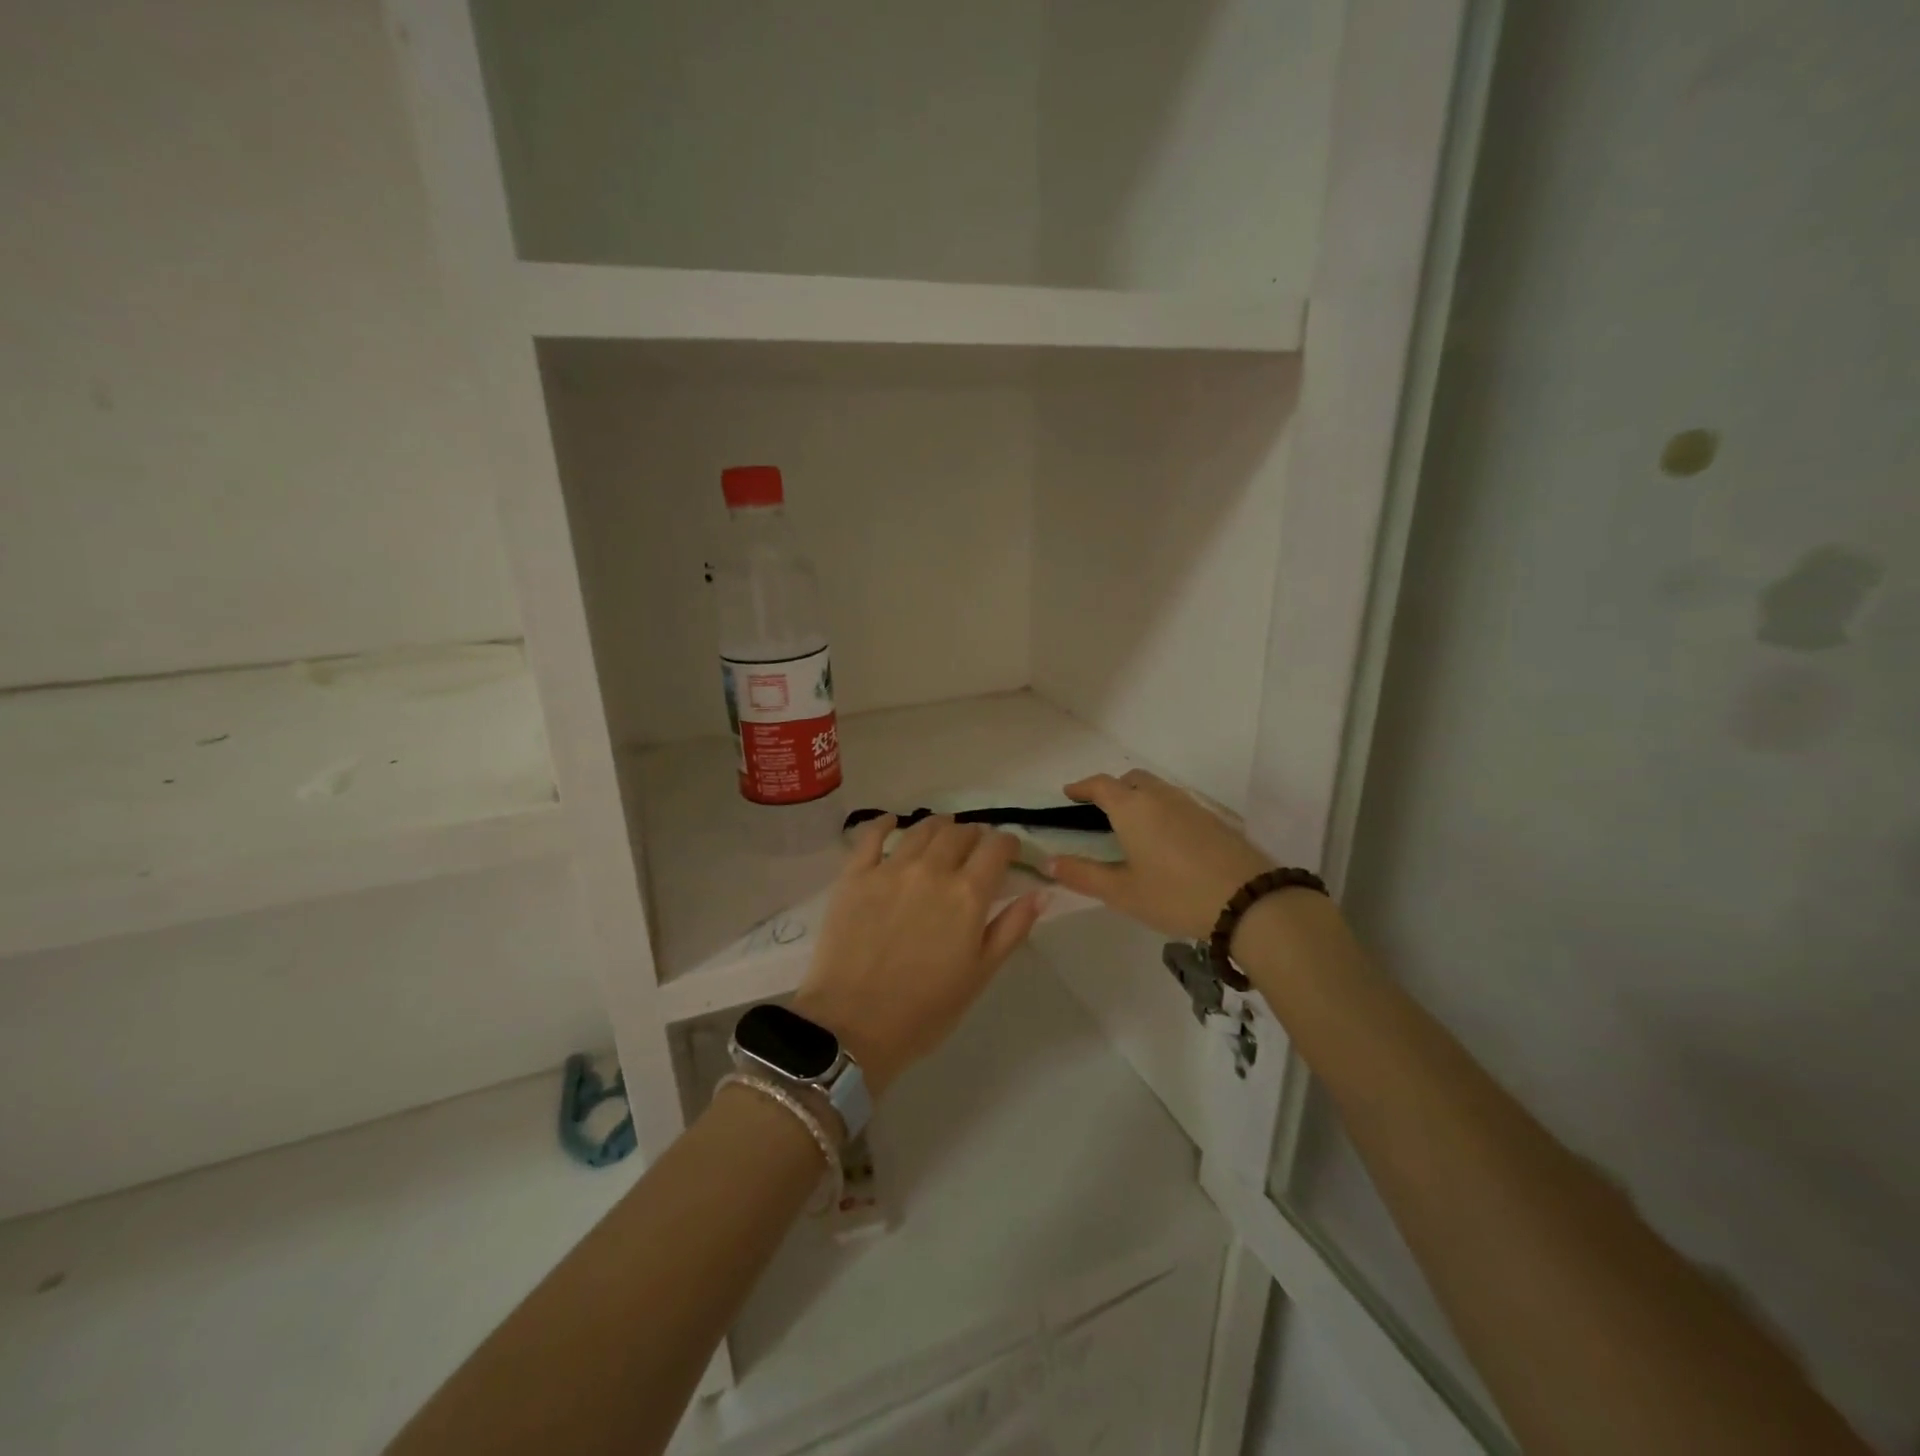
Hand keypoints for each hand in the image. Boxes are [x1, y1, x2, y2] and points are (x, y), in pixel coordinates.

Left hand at [793, 815, 1046, 1097]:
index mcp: (968, 894)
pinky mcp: (855, 875)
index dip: (1007, 844)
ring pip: (921, 830)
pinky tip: (892, 822)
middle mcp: (932, 870)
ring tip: (942, 832)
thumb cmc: (926, 1010)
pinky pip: (871, 836)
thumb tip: (1041, 892)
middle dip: (974, 836)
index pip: (996, 848)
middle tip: (974, 849)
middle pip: (960, 833)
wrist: (853, 1025)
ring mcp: (890, 869)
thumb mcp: (980, 974)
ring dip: (938, 826)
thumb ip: (1012, 928)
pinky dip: (885, 823)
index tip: (1008, 852)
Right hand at [1043, 769, 1273, 940]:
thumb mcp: (1122, 892)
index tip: (1069, 794)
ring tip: (1131, 825)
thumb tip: (1049, 862)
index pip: (1100, 785)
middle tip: (1099, 810)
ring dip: (1138, 797)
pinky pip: (1177, 803)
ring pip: (1157, 789)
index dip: (1082, 787)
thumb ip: (1083, 875)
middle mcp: (1160, 797)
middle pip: (1131, 779)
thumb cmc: (1176, 894)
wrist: (1249, 900)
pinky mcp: (1213, 820)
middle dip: (1112, 788)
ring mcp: (1190, 806)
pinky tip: (1164, 839)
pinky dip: (1160, 810)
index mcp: (1132, 808)